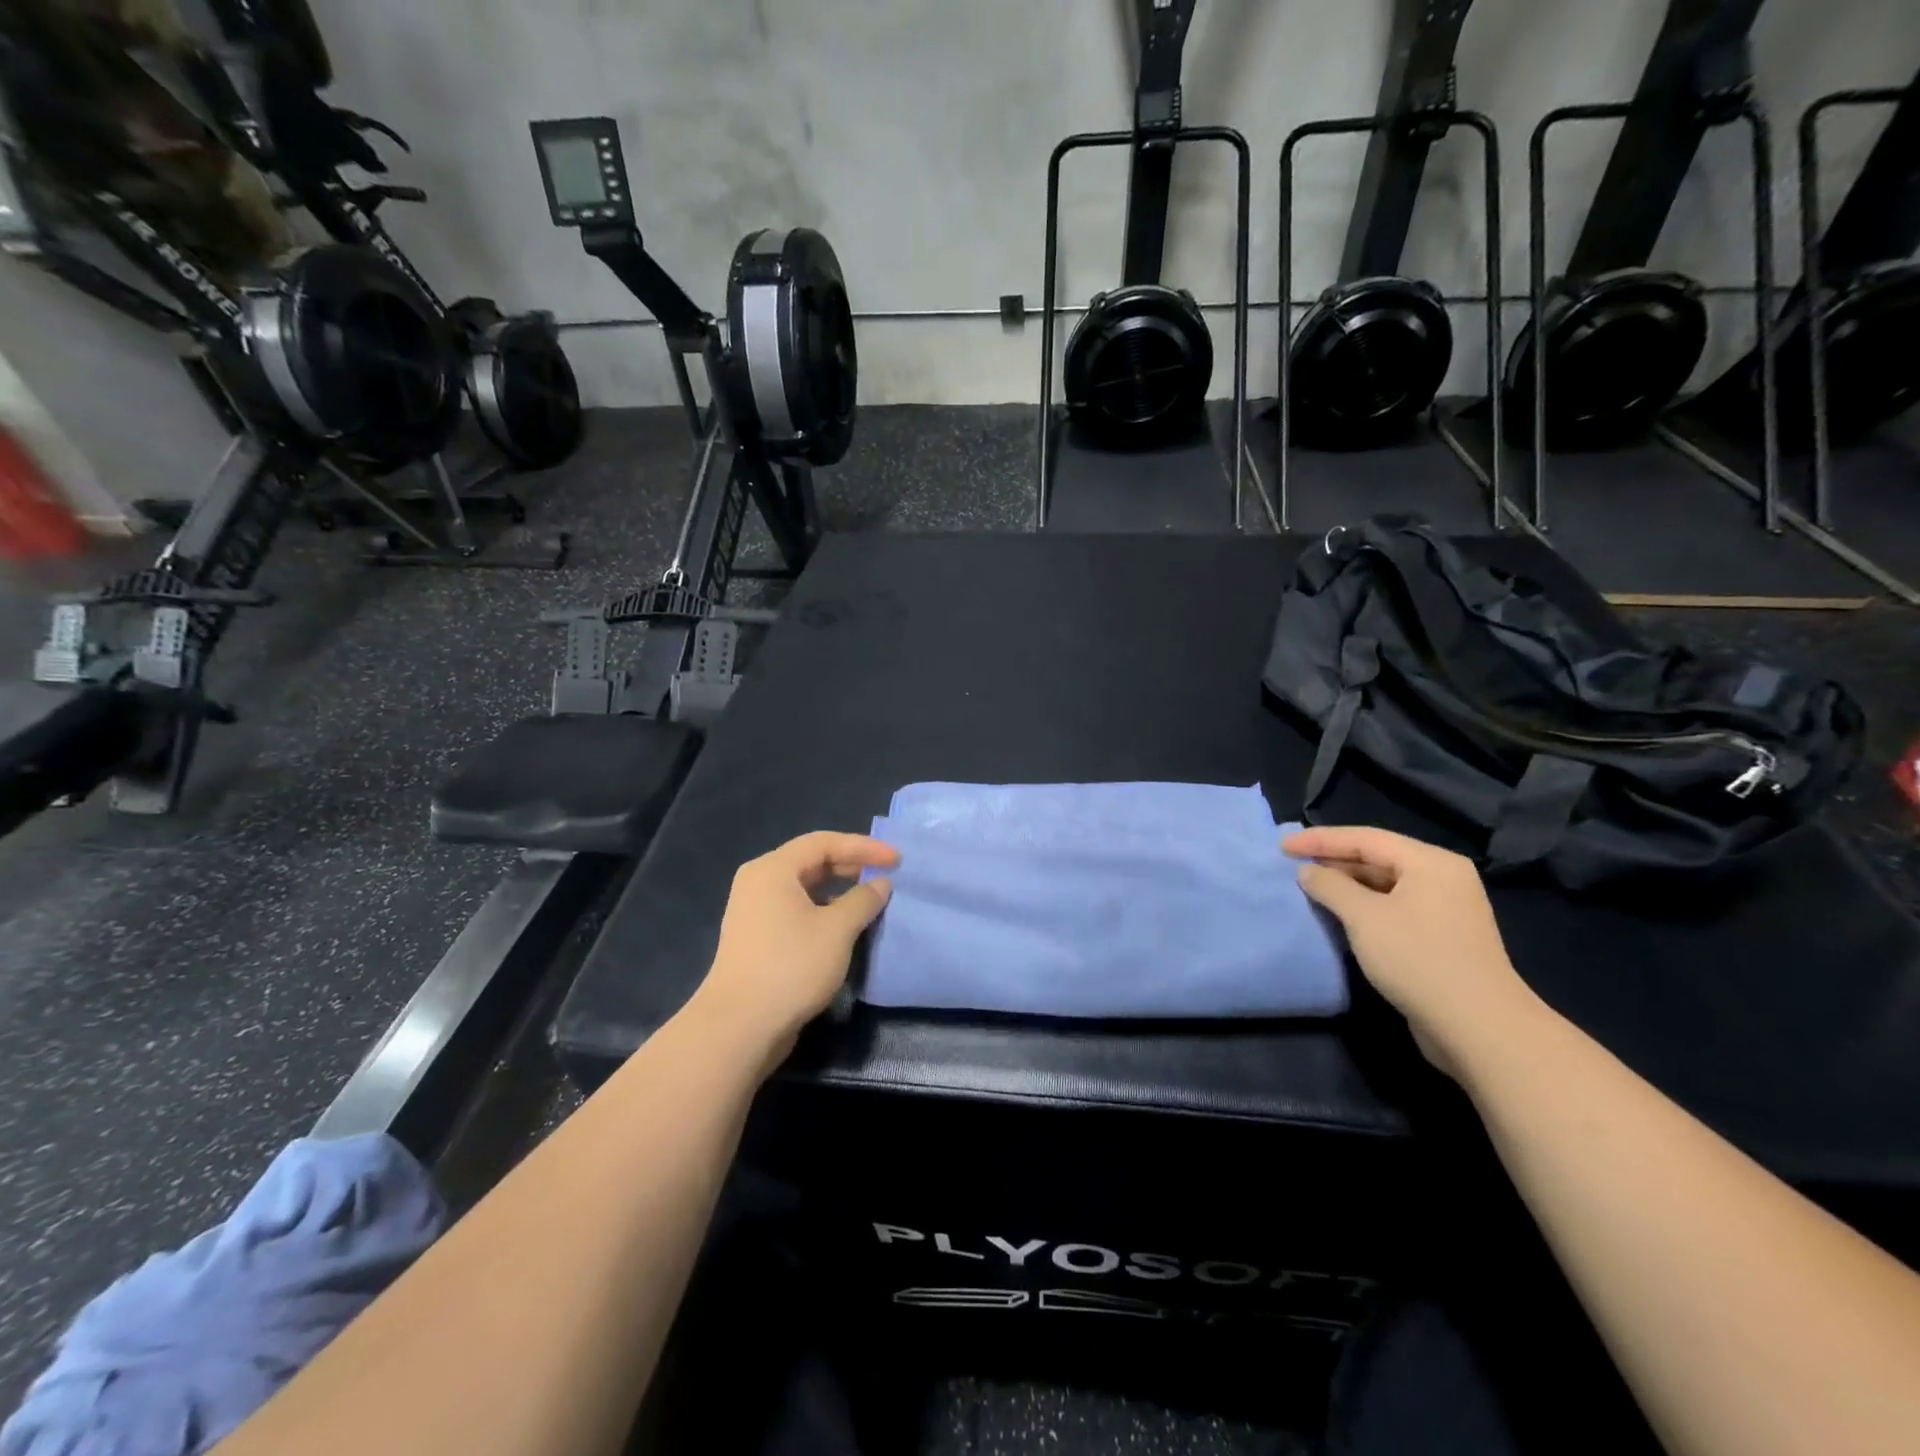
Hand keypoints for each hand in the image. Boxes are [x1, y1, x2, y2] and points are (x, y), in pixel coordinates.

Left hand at [698, 832, 899, 1067]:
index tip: (896, 859)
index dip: (863, 847)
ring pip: (804, 888)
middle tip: (886, 875)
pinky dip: (823, 910)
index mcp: (773, 869)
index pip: (824, 842)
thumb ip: (863, 900)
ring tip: (869, 900)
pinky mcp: (757, 938)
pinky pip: (796, 910)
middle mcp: (759, 882)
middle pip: (811, 861)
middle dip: (851, 866)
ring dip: (838, 890)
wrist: (739, 1026)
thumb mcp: (837, 929)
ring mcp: (754, 911)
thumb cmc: (791, 966)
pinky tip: (844, 927)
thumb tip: (880, 884)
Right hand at [1284, 826, 1545, 1079]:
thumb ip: (1330, 886)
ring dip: (1347, 886)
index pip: (1366, 838)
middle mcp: (1443, 879)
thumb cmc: (1418, 959)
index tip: (1282, 846)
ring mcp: (1446, 910)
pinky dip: (1364, 907)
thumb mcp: (1364, 917)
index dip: (1320, 840)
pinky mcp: (1442, 939)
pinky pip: (1394, 909)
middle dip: (1334, 861)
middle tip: (1292, 865)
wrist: (1479, 1028)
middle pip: (1378, 858)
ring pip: (1386, 886)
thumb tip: (1308, 872)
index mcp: (1431, 862)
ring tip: (1309, 888)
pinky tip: (1339, 916)